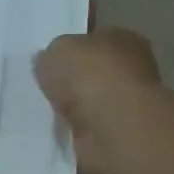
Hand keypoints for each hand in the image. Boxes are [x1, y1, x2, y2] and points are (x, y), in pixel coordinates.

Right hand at [33, 28, 163, 173]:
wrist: (110, 127)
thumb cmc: (90, 76)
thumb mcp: (58, 49)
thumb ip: (52, 54)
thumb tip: (47, 62)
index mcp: (123, 39)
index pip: (95, 38)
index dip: (72, 47)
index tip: (50, 59)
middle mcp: (130, 70)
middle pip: (92, 72)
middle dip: (71, 80)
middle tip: (43, 86)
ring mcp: (125, 105)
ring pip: (89, 103)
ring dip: (71, 108)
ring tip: (43, 111)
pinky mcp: (116, 135)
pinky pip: (86, 129)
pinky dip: (73, 131)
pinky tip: (56, 131)